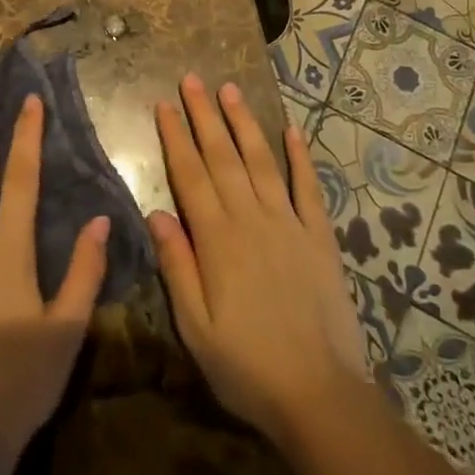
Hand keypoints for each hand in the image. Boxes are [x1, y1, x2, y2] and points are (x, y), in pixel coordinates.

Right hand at [148, 75, 368, 449]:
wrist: (320, 395)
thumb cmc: (247, 367)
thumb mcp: (195, 327)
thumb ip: (176, 265)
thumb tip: (155, 212)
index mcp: (217, 239)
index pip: (190, 175)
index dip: (175, 137)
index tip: (164, 104)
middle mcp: (251, 219)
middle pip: (223, 156)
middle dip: (205, 115)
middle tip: (192, 79)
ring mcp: (289, 224)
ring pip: (261, 162)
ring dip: (244, 123)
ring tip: (230, 89)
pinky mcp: (319, 238)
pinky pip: (308, 188)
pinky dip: (301, 157)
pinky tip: (293, 130)